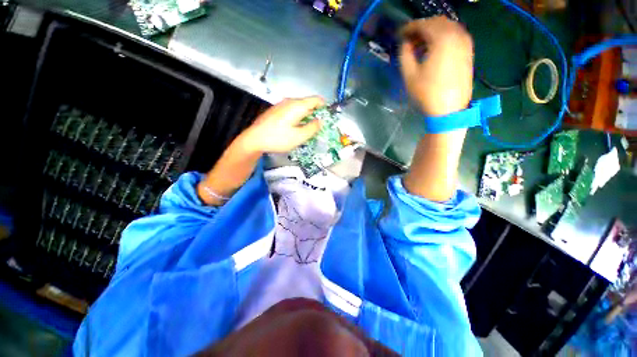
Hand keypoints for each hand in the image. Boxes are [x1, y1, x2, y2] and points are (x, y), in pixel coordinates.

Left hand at [240, 96, 324, 152]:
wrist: (254, 139)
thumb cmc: (278, 138)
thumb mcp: (299, 137)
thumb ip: (313, 128)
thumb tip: (321, 121)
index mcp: (297, 105)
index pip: (316, 100)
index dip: (325, 107)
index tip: (328, 118)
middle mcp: (290, 102)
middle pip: (308, 103)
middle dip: (316, 114)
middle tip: (319, 128)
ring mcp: (282, 105)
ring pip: (300, 108)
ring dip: (307, 116)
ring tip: (308, 130)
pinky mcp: (277, 111)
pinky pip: (292, 111)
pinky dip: (299, 117)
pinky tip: (296, 128)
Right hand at [400, 16, 473, 116]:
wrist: (449, 109)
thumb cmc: (427, 92)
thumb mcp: (409, 75)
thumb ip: (405, 54)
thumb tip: (406, 43)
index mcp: (442, 38)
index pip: (423, 24)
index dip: (409, 28)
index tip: (399, 34)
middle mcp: (457, 34)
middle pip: (437, 22)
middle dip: (421, 28)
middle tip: (409, 39)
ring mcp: (465, 42)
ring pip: (447, 27)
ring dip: (432, 32)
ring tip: (420, 45)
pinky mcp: (468, 51)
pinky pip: (455, 35)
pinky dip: (443, 37)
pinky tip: (433, 49)